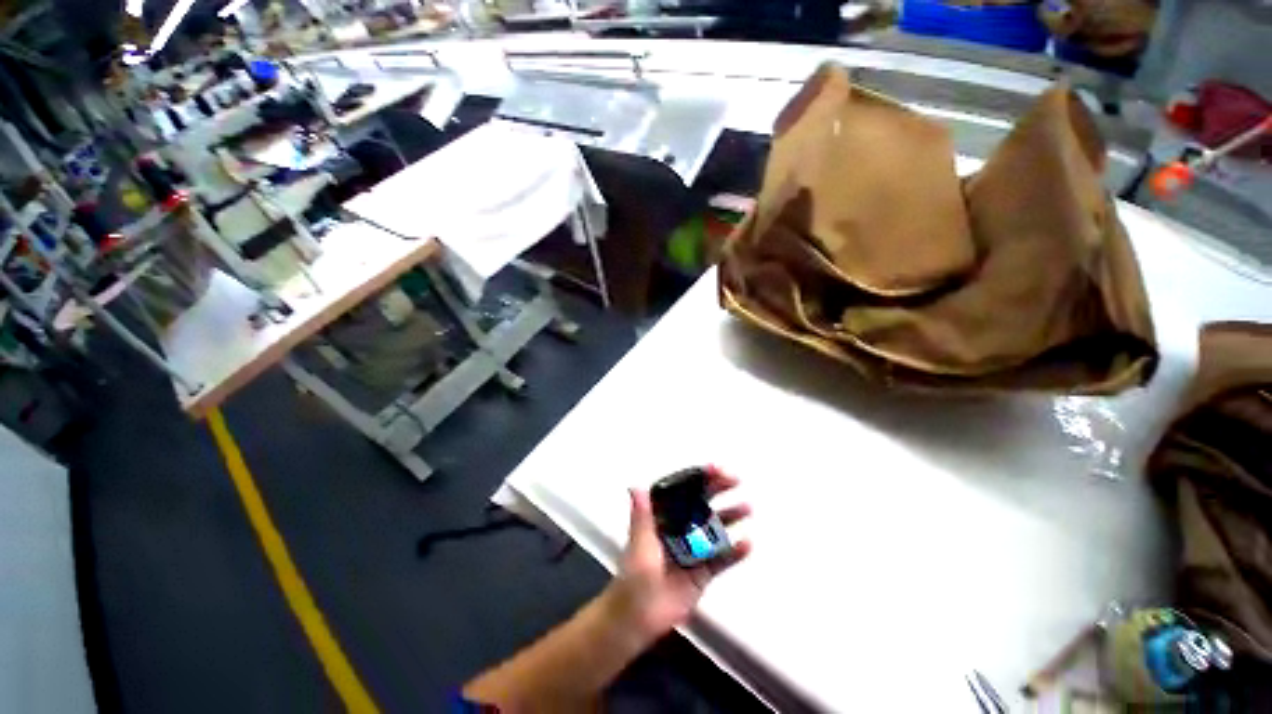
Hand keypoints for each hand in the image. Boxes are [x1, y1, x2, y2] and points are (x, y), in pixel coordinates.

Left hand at [609, 465, 751, 643]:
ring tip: (746, 507)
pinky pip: (721, 558)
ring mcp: (693, 548)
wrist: (639, 620)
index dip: (697, 478)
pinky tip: (747, 543)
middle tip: (735, 480)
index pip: (682, 491)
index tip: (713, 469)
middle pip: (700, 504)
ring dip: (729, 516)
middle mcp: (679, 527)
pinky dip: (734, 551)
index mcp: (663, 517)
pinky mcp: (703, 571)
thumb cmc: (635, 577)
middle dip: (717, 490)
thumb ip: (641, 516)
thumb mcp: (639, 543)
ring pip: (713, 528)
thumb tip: (635, 486)